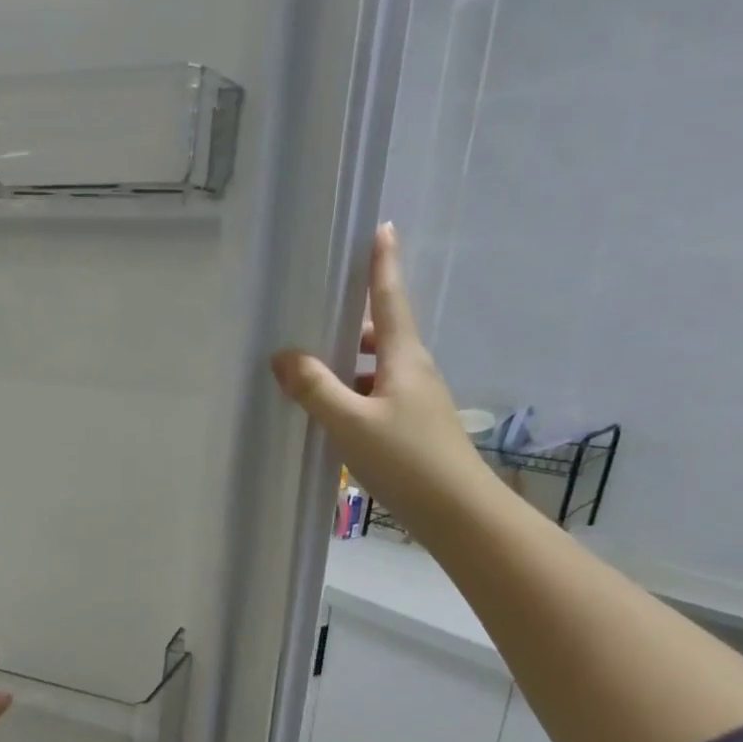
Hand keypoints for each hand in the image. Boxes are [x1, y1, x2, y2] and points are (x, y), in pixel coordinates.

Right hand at [271, 222, 492, 535]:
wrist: (458, 513)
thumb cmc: (407, 459)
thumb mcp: (351, 422)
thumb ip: (315, 389)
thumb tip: (284, 356)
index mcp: (404, 358)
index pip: (390, 300)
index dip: (383, 264)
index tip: (381, 228)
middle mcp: (413, 372)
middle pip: (380, 334)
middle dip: (351, 322)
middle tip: (315, 317)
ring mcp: (416, 402)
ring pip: (376, 370)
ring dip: (347, 365)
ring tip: (308, 374)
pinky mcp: (412, 429)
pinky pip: (375, 398)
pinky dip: (352, 396)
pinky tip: (329, 416)